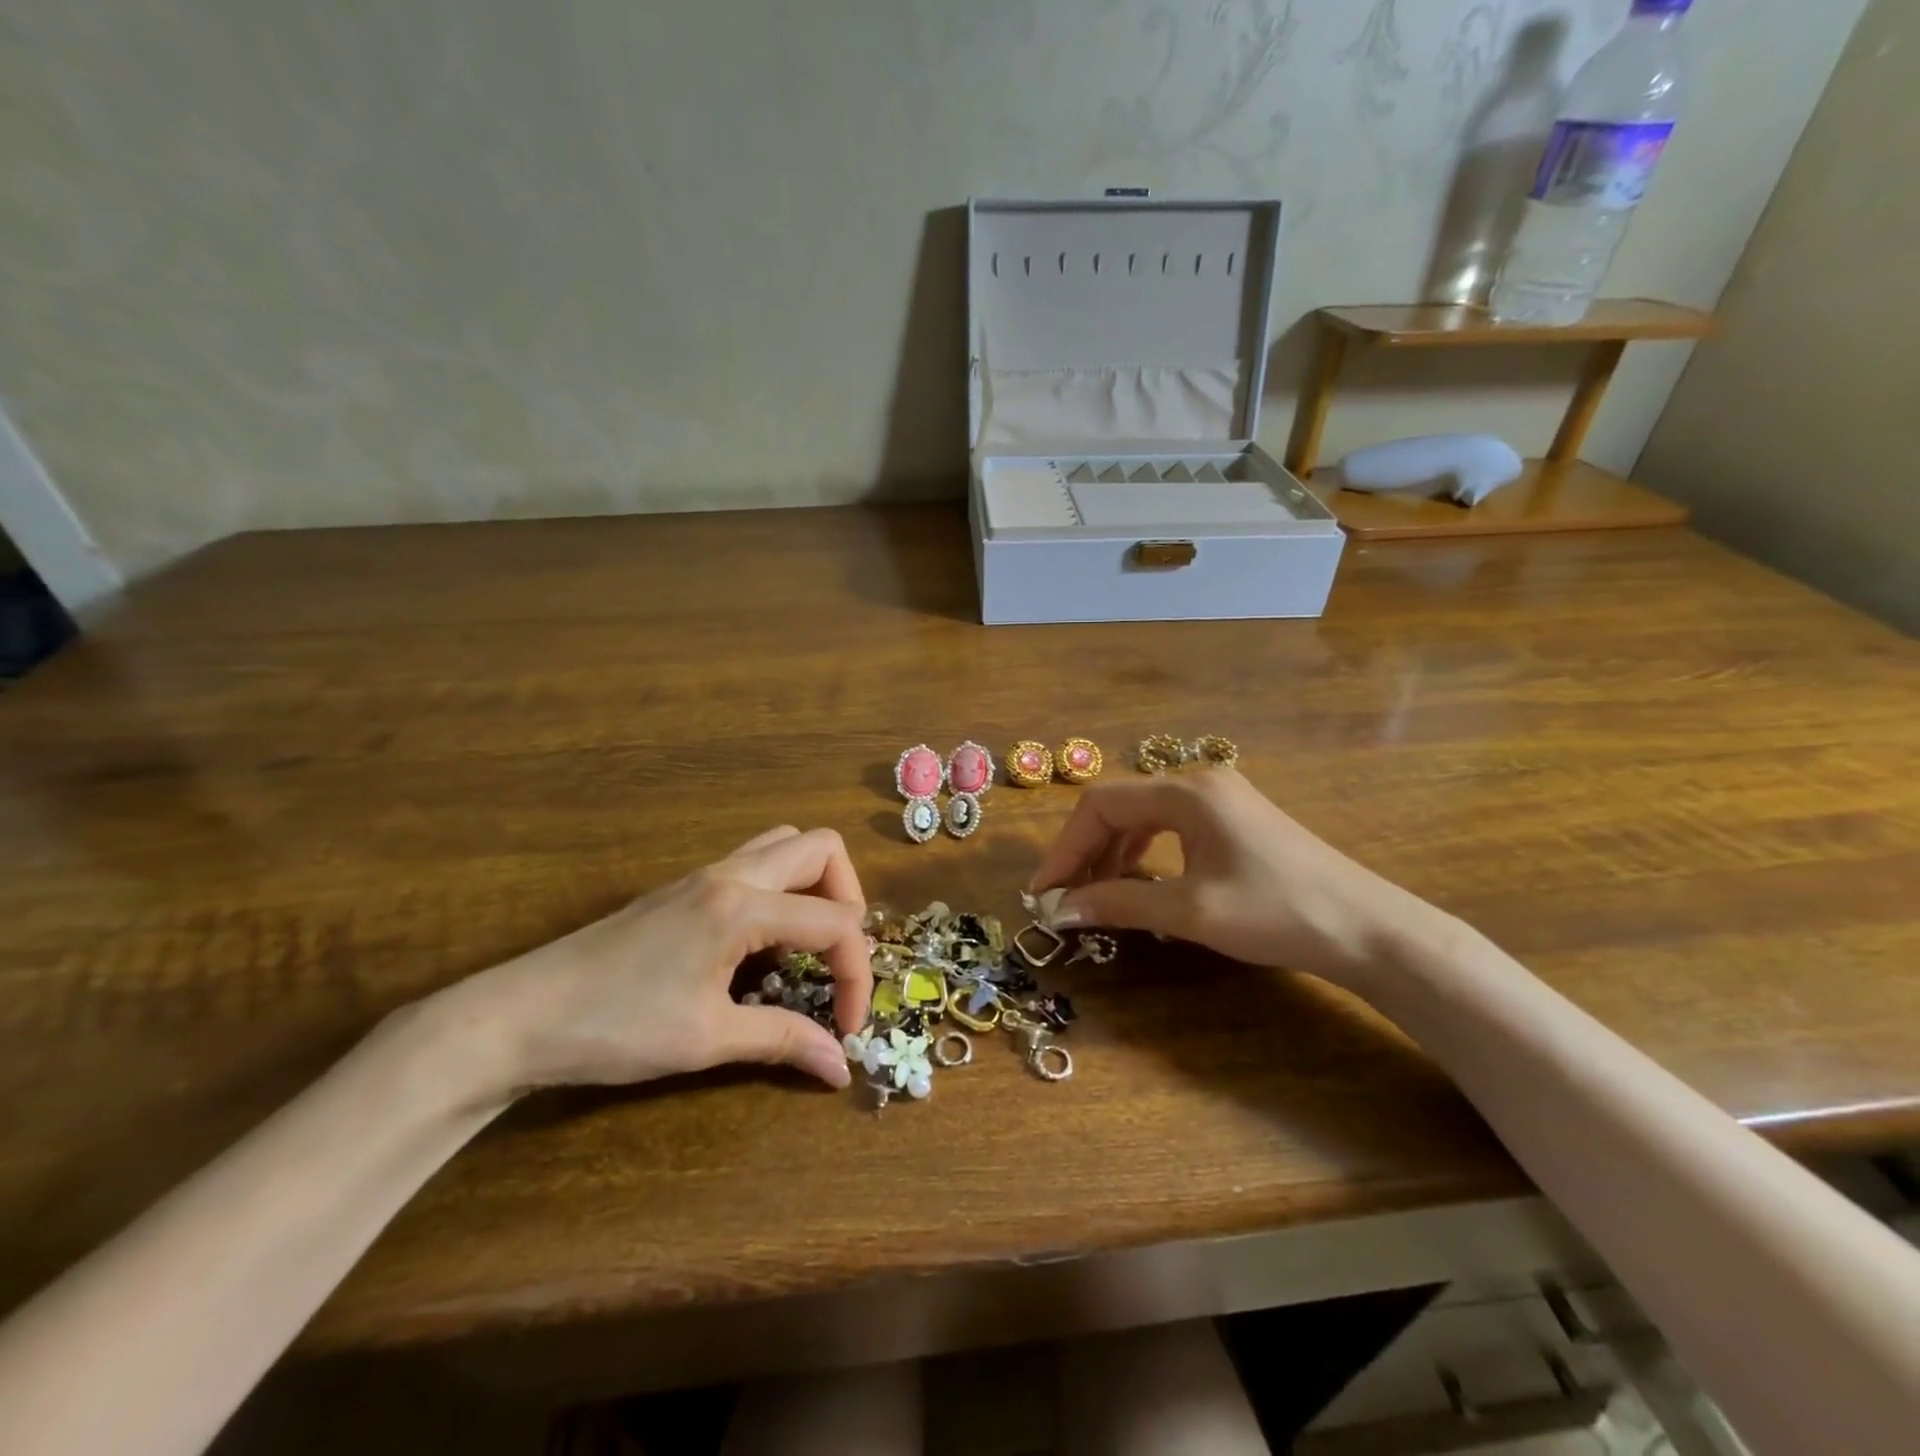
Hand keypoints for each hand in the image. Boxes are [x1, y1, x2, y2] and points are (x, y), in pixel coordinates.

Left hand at [431, 826, 869, 1101]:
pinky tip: (762, 943)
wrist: (518, 1015)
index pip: (835, 922)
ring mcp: (705, 874)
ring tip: (809, 942)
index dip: (857, 975)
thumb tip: (840, 1067)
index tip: (848, 1028)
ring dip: (816, 884)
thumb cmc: (616, 1027)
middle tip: (838, 957)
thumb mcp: (707, 1040)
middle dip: (849, 899)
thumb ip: (783, 1041)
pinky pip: (756, 862)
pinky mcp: (685, 887)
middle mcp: (731, 873)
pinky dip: (782, 889)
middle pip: (823, 848)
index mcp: (743, 906)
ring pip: (786, 845)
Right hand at [1029, 771, 1440, 991]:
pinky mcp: (1234, 820)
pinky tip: (1138, 882)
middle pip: (1119, 806)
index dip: (1065, 848)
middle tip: (1065, 897)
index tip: (1045, 892)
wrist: (1369, 930)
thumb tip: (1060, 910)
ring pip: (1143, 816)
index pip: (1101, 805)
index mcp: (1186, 792)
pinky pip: (1169, 827)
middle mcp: (1199, 783)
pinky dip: (1142, 853)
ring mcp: (1220, 798)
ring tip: (1095, 894)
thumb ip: (1119, 902)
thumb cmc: (1277, 914)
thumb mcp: (1190, 912)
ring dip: (1112, 853)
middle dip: (1086, 851)